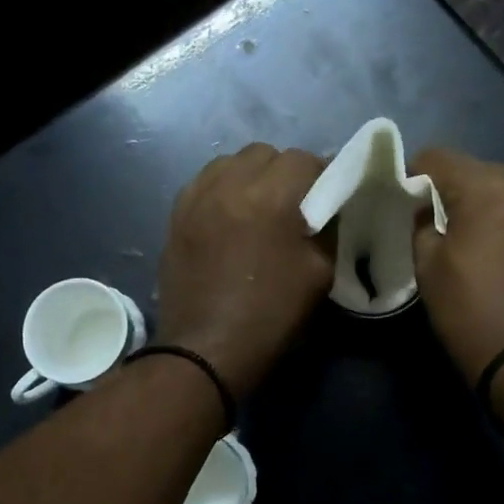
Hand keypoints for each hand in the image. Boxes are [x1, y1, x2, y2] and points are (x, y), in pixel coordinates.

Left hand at [156, 143, 332, 399]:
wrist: (207, 349)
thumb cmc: (270, 315)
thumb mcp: (319, 274)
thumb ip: (327, 230)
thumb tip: (327, 208)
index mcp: (270, 197)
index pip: (304, 159)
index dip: (321, 174)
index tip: (327, 196)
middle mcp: (229, 185)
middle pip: (265, 153)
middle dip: (284, 171)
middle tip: (293, 202)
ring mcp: (196, 197)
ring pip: (230, 162)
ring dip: (250, 175)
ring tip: (257, 205)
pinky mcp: (176, 214)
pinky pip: (203, 182)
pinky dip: (221, 188)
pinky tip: (228, 214)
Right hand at [410, 148, 503, 385]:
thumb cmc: (474, 314)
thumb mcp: (429, 270)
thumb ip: (423, 226)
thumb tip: (427, 211)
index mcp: (489, 190)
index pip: (441, 157)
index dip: (416, 172)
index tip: (406, 196)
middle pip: (482, 172)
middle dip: (457, 190)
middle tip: (438, 221)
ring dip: (491, 208)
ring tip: (478, 241)